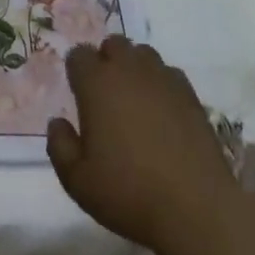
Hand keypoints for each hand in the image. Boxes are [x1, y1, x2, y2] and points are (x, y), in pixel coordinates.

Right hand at [46, 36, 242, 254]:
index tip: (79, 96)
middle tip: (106, 98)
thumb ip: (60, 146)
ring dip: (134, 68)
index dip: (76, 72)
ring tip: (135, 103)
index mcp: (97, 83)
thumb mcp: (78, 181)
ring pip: (142, 54)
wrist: (196, 209)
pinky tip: (164, 114)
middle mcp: (129, 69)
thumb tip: (57, 122)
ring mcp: (163, 78)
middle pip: (113, 44)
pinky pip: (169, 74)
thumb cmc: (129, 193)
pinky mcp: (190, 94)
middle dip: (106, 62)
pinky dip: (161, 85)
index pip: (78, 55)